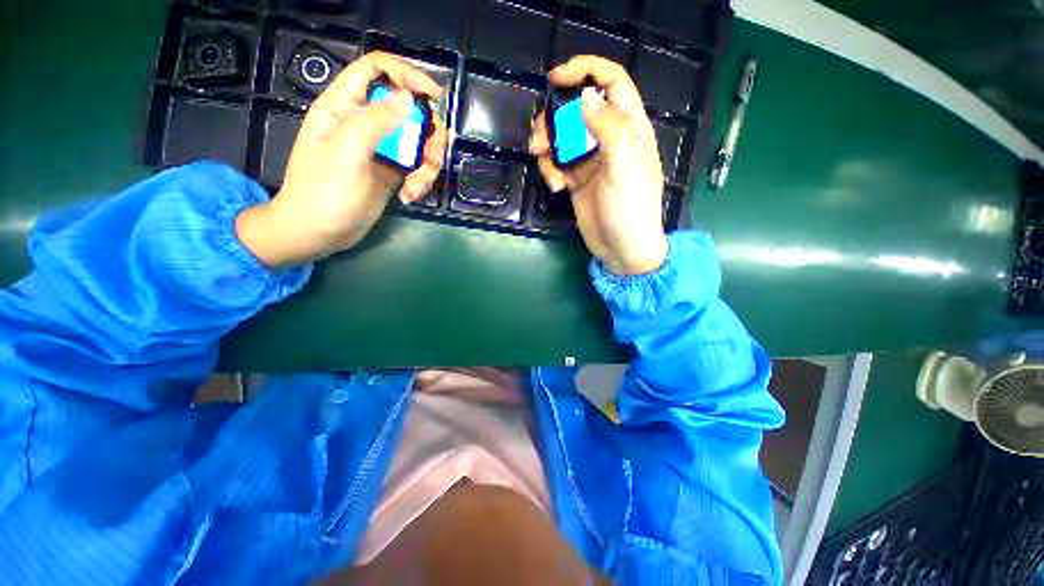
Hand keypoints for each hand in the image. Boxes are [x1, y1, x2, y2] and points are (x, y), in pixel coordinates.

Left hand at [237, 52, 448, 267]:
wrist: (318, 233)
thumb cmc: (322, 193)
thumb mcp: (346, 153)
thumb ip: (375, 122)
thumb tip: (409, 99)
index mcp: (344, 107)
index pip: (376, 70)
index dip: (406, 75)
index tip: (434, 96)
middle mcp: (364, 122)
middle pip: (408, 109)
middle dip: (427, 132)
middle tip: (433, 157)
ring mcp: (381, 148)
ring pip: (418, 141)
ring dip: (427, 163)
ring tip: (417, 187)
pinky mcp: (392, 171)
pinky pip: (417, 165)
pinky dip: (420, 180)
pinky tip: (410, 196)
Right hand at [531, 56, 666, 275]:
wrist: (622, 250)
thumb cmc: (631, 211)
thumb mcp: (624, 169)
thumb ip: (609, 130)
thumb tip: (585, 98)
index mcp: (629, 129)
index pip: (611, 82)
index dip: (586, 70)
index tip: (556, 79)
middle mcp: (608, 139)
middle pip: (576, 110)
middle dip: (554, 119)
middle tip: (539, 140)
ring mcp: (590, 161)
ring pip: (562, 137)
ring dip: (547, 147)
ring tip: (544, 166)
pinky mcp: (576, 180)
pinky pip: (557, 163)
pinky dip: (551, 170)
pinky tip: (555, 187)